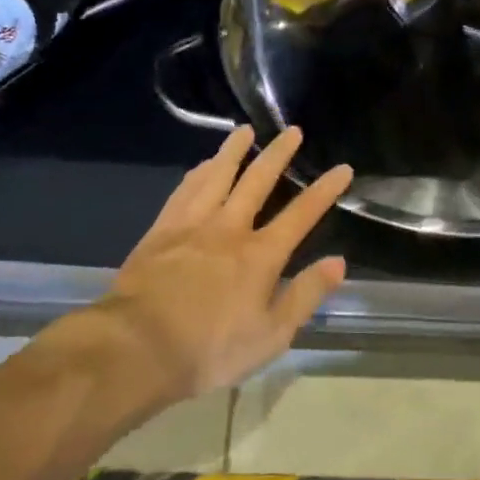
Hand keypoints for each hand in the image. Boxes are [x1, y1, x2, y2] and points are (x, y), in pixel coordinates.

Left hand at [85, 125, 352, 401]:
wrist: (137, 347)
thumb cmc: (210, 349)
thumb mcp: (271, 335)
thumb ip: (305, 295)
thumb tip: (338, 262)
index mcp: (260, 255)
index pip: (301, 214)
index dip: (324, 190)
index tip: (342, 168)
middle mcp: (229, 228)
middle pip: (257, 181)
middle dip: (278, 155)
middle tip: (292, 130)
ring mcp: (191, 225)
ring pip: (217, 176)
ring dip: (233, 151)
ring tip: (245, 130)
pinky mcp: (161, 231)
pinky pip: (184, 191)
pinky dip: (197, 174)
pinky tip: (202, 165)